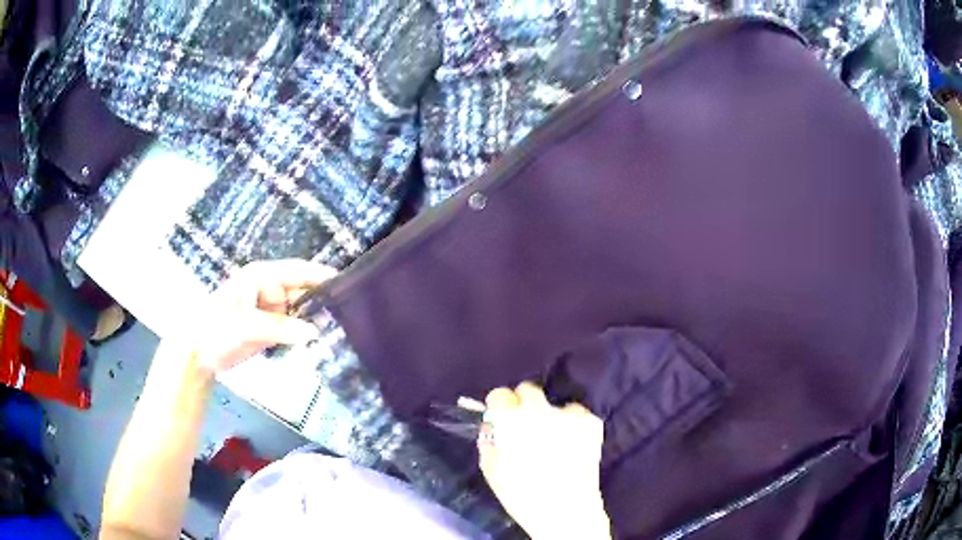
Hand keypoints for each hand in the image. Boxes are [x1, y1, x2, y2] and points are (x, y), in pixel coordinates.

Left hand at [172, 259, 334, 374]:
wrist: (199, 355)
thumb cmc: (217, 329)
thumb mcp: (247, 326)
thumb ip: (280, 327)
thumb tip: (314, 332)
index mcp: (261, 276)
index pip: (297, 271)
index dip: (320, 276)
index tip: (347, 284)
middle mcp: (268, 289)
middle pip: (302, 291)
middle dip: (321, 303)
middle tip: (347, 317)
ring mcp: (269, 310)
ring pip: (300, 312)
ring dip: (314, 321)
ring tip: (337, 331)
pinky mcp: (270, 328)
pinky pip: (293, 328)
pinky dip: (304, 334)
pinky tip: (319, 341)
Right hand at [478, 383, 610, 539]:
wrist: (565, 511)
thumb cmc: (522, 495)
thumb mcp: (492, 472)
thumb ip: (488, 442)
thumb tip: (491, 425)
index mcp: (511, 422)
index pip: (500, 394)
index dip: (500, 406)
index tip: (502, 417)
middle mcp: (540, 411)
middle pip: (529, 390)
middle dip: (524, 405)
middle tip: (527, 426)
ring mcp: (568, 415)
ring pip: (555, 404)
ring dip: (551, 416)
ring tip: (554, 439)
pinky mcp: (591, 423)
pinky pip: (578, 414)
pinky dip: (574, 424)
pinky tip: (572, 443)